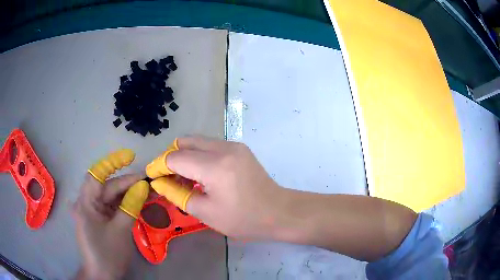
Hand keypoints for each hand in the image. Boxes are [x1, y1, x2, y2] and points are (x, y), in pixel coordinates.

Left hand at [72, 173, 143, 279]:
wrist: (102, 275)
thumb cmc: (108, 254)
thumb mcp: (121, 230)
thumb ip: (130, 206)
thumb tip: (143, 186)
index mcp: (86, 203)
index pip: (97, 174)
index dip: (113, 163)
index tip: (131, 157)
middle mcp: (87, 202)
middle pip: (107, 187)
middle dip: (128, 183)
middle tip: (150, 182)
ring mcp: (93, 211)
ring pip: (112, 196)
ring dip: (129, 194)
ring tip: (150, 192)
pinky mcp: (100, 218)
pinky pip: (113, 207)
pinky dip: (126, 204)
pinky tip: (140, 202)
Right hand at [166, 137, 284, 239]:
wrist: (279, 212)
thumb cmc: (243, 219)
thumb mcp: (205, 212)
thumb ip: (177, 194)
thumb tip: (159, 182)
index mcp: (214, 166)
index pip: (175, 158)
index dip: (159, 166)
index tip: (151, 176)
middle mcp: (224, 148)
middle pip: (185, 142)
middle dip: (170, 157)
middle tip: (166, 177)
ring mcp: (234, 145)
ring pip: (197, 142)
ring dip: (184, 156)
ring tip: (182, 178)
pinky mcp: (239, 148)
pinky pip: (210, 145)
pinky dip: (198, 156)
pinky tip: (200, 174)